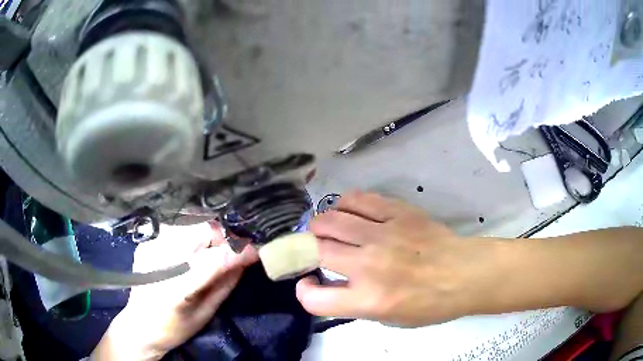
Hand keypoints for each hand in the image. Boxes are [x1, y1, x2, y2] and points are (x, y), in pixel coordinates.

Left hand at [91, 223, 257, 360]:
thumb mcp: (205, 313)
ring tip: (217, 247)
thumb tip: (245, 259)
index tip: (256, 250)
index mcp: (176, 288)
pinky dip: (192, 233)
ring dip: (209, 232)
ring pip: (189, 223)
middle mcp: (160, 260)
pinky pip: (176, 227)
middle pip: (201, 230)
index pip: (214, 260)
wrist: (139, 324)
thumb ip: (225, 284)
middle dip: (224, 235)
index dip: (239, 251)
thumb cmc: (175, 327)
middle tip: (236, 247)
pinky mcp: (146, 242)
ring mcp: (150, 246)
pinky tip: (195, 246)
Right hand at [296, 191, 498, 326]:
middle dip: (307, 251)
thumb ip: (355, 303)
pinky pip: (358, 199)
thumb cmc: (430, 304)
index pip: (314, 298)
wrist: (465, 273)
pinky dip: (345, 205)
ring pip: (331, 220)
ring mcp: (383, 234)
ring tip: (326, 230)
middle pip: (316, 250)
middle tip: (315, 251)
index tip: (309, 284)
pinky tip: (347, 211)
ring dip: (320, 226)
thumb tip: (332, 281)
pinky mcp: (397, 212)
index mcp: (369, 300)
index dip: (304, 292)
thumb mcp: (390, 319)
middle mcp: (370, 265)